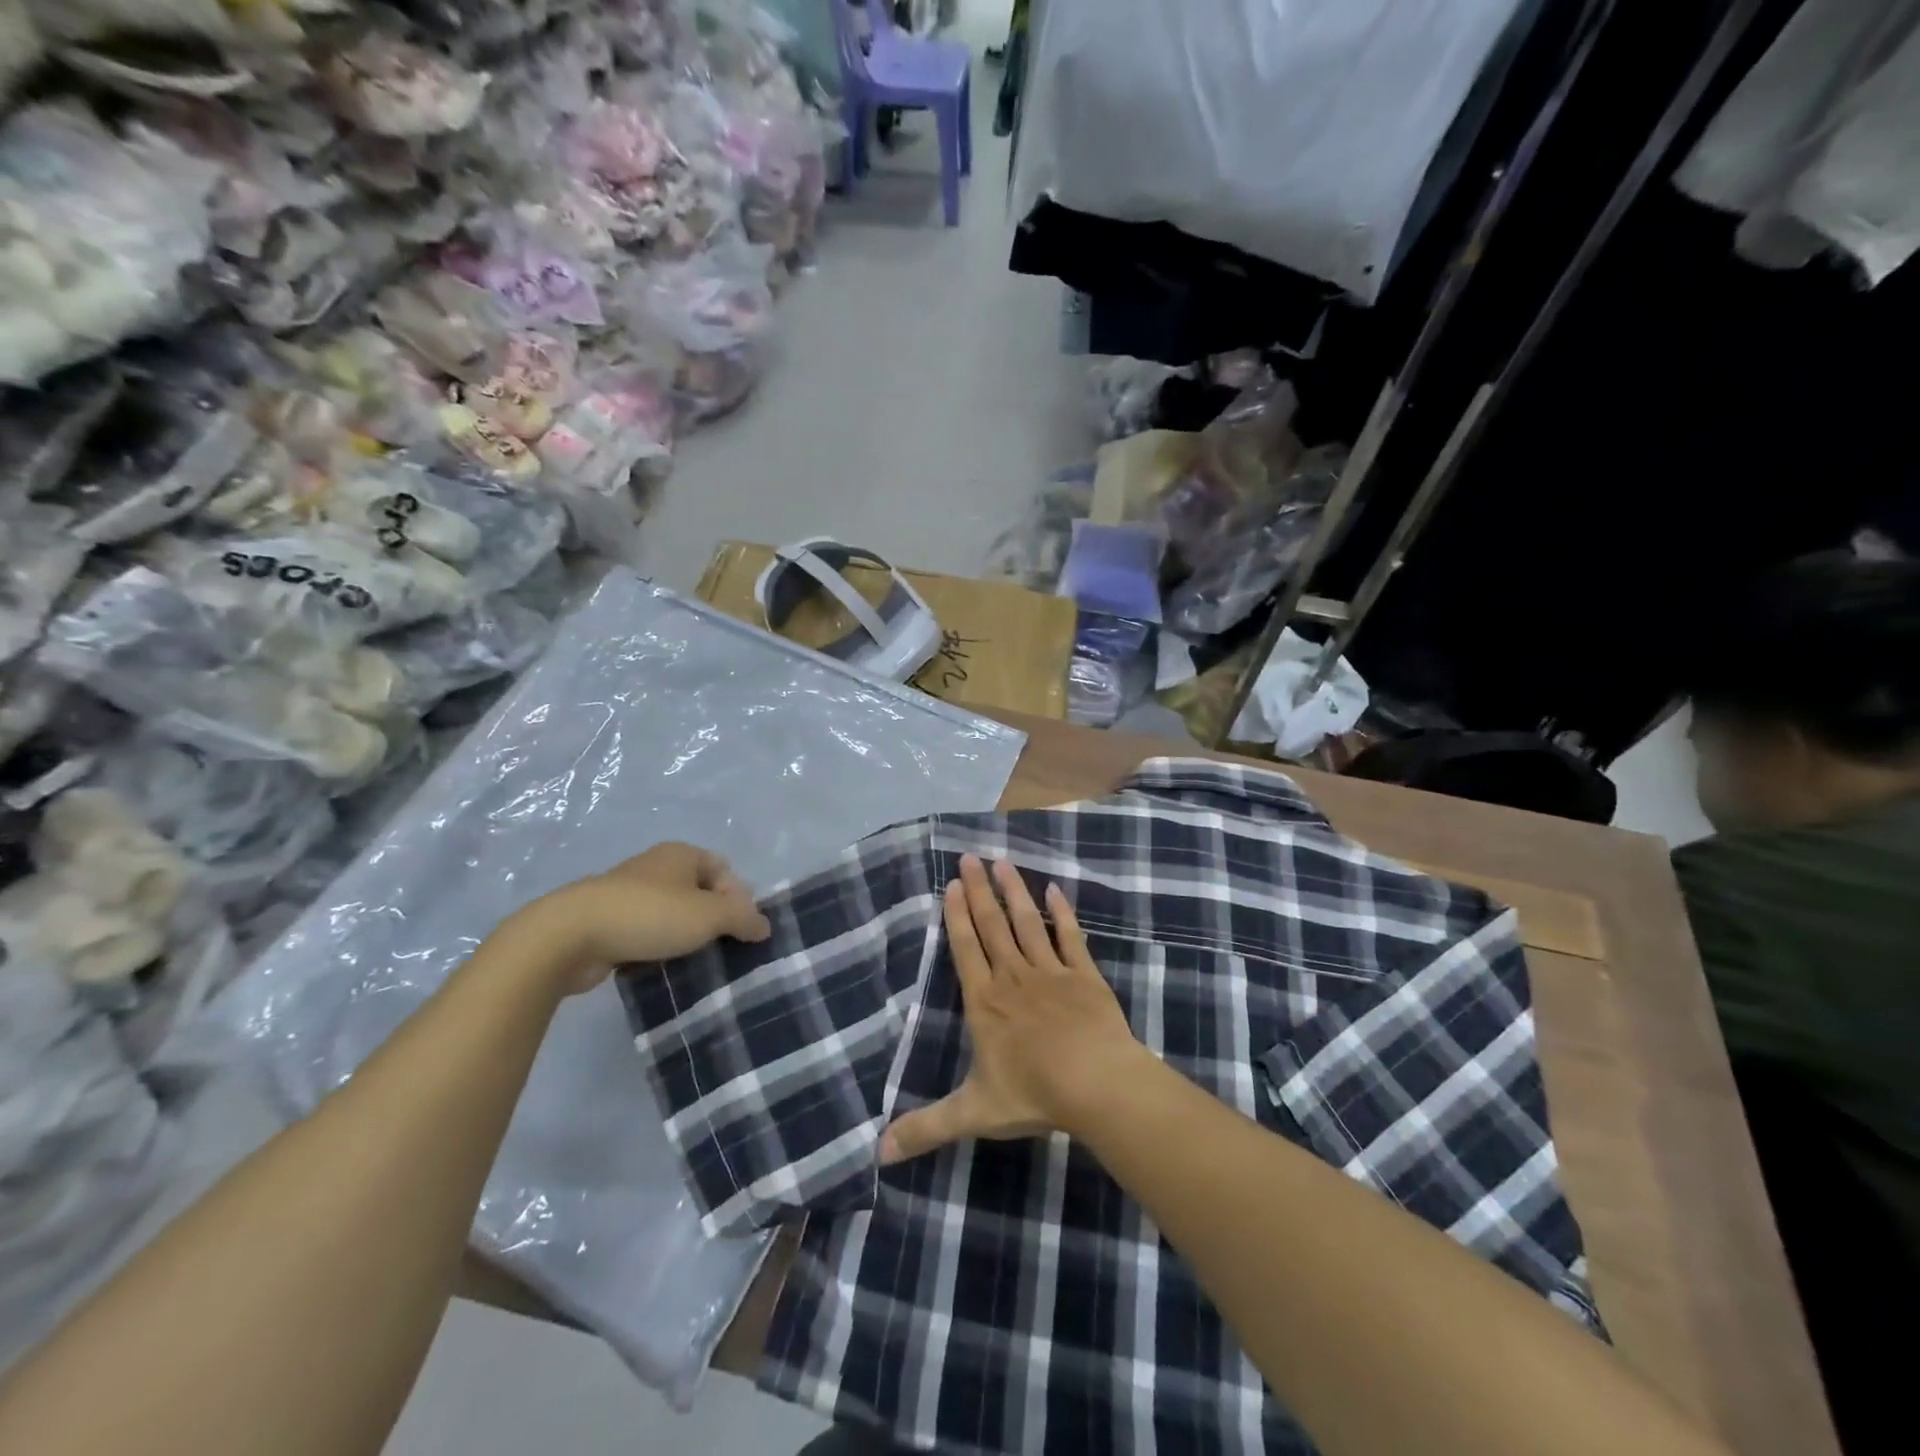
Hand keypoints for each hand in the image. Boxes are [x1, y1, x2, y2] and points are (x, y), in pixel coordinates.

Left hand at [512, 842, 771, 995]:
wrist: (569, 936)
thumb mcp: (709, 915)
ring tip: (694, 963)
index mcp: (682, 854)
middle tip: (722, 949)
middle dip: (713, 920)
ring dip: (683, 937)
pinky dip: (655, 948)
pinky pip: (644, 933)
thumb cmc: (649, 914)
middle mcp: (656, 866)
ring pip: (671, 914)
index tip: (741, 931)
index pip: (725, 870)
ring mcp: (627, 893)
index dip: (739, 898)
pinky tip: (660, 969)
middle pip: (699, 892)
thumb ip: (743, 918)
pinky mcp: (606, 921)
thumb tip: (764, 926)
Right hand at [879, 855, 1143, 1163]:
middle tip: (970, 856)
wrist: (1097, 1085)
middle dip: (979, 891)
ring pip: (1027, 922)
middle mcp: (1013, 977)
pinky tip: (1055, 889)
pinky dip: (1062, 913)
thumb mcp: (973, 1113)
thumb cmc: (1033, 1094)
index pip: (965, 949)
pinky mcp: (1084, 974)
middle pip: (992, 926)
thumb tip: (877, 1154)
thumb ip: (927, 1127)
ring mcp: (1051, 972)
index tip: (953, 884)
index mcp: (985, 1002)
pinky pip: (1070, 936)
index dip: (957, 915)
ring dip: (1014, 891)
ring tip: (1003, 862)